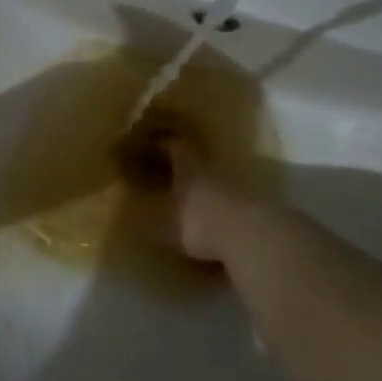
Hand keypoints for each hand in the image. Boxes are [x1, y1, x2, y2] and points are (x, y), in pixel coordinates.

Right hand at [115, 116, 254, 265]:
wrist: (253, 237)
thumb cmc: (198, 222)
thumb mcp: (160, 224)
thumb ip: (143, 220)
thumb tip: (125, 215)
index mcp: (188, 167)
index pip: (173, 145)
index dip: (160, 143)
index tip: (149, 143)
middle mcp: (213, 171)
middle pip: (196, 162)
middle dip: (181, 168)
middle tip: (165, 174)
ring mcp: (238, 188)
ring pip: (215, 183)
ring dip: (203, 190)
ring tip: (189, 202)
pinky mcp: (256, 210)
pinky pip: (231, 205)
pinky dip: (220, 211)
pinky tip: (213, 225)